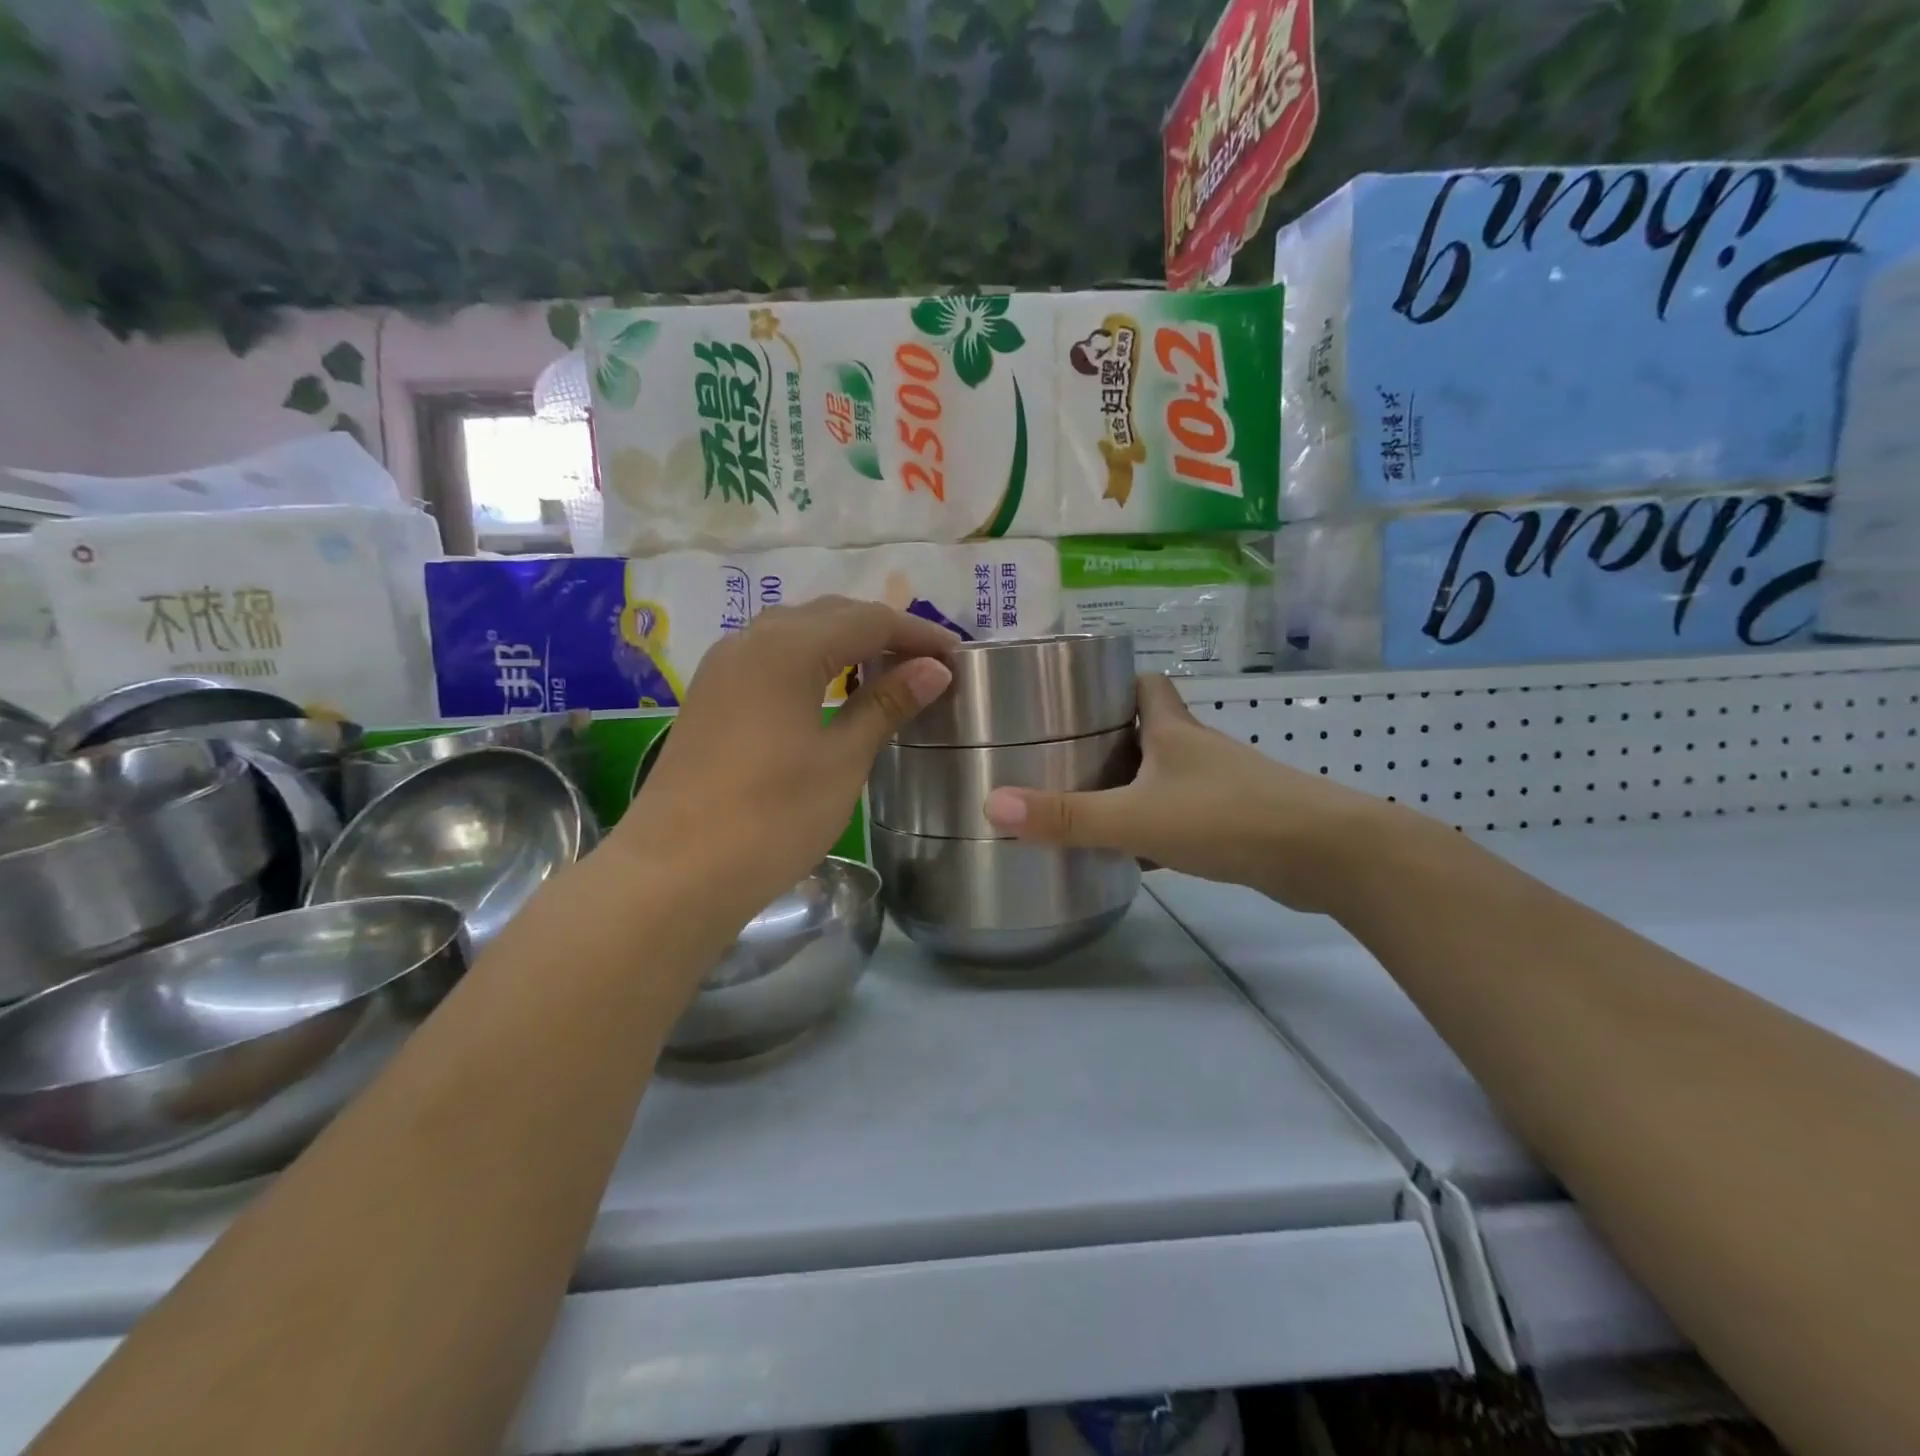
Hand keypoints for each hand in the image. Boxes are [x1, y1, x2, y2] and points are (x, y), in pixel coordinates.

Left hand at [619, 596, 955, 929]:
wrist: (674, 873)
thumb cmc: (771, 818)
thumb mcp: (842, 761)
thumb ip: (885, 705)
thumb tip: (934, 669)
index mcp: (788, 648)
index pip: (869, 620)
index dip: (917, 634)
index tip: (956, 656)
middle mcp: (751, 641)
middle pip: (830, 614)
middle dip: (883, 631)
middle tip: (926, 664)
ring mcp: (723, 667)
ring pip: (796, 631)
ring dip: (844, 642)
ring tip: (884, 672)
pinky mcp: (710, 695)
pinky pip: (771, 655)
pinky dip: (810, 659)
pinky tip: (829, 689)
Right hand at [981, 674, 1400, 914]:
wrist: (1328, 856)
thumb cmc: (1228, 818)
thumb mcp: (1137, 817)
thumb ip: (1067, 816)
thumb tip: (993, 804)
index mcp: (1174, 732)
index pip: (1147, 685)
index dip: (1116, 681)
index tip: (1078, 695)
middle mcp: (1199, 751)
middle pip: (1152, 730)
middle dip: (1113, 738)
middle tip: (1065, 755)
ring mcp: (1224, 787)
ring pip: (1168, 776)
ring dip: (1134, 785)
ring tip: (1086, 803)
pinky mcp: (1240, 823)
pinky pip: (1185, 816)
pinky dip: (1159, 827)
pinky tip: (1134, 854)